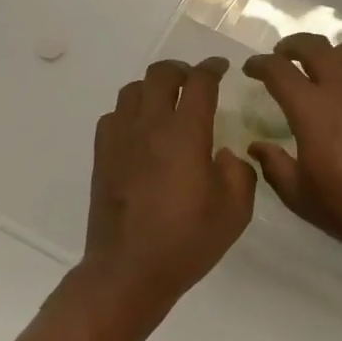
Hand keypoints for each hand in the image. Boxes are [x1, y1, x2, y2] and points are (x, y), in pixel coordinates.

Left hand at [82, 58, 256, 319]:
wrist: (128, 272)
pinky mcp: (102, 156)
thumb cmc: (187, 241)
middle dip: (181, 70)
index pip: (199, 82)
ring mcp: (121, 139)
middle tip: (195, 81)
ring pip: (133, 90)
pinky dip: (131, 112)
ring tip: (168, 102)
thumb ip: (239, 171)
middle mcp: (150, 126)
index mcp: (186, 133)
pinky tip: (142, 130)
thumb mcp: (236, 210)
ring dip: (153, 87)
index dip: (212, 68)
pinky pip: (114, 116)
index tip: (222, 68)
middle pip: (160, 75)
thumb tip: (224, 153)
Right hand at [242, 34, 341, 270]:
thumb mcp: (299, 195)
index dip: (260, 64)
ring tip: (318, 69)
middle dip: (292, 45)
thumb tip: (257, 146)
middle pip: (314, 46)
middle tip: (282, 56)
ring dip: (326, 53)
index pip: (279, 71)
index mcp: (312, 108)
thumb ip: (274, 165)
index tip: (251, 68)